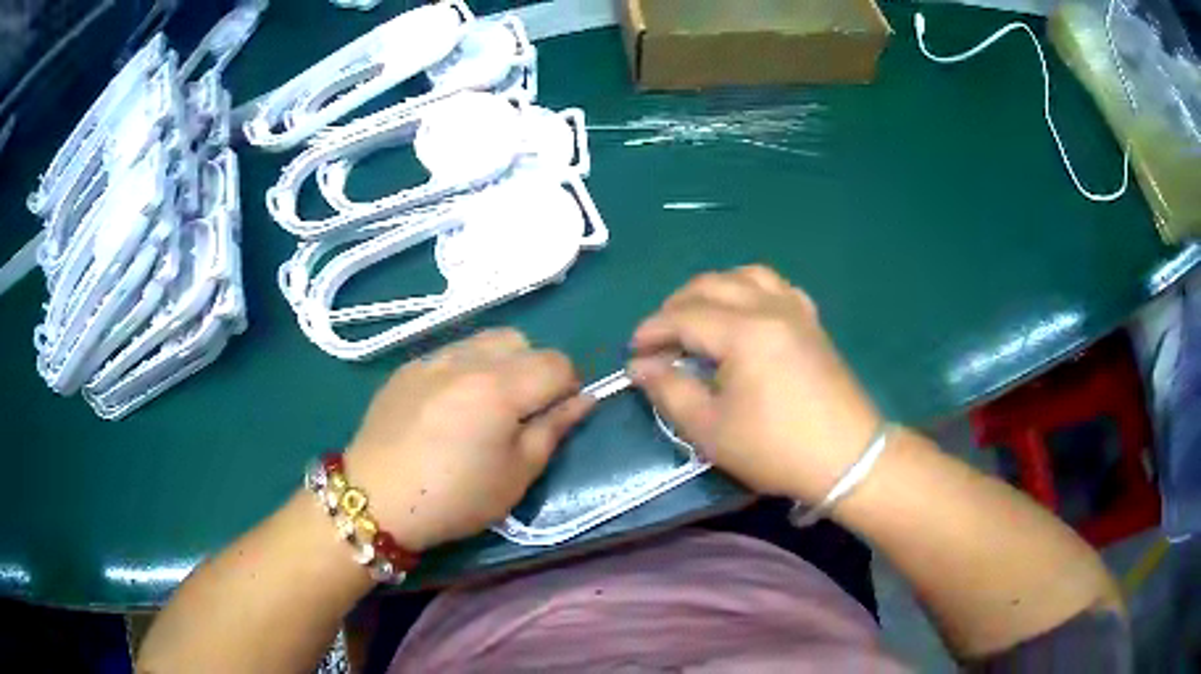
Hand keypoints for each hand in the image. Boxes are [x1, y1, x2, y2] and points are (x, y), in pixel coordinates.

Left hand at [344, 329, 591, 550]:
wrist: (376, 499)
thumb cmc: (455, 497)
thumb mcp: (517, 475)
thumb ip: (553, 430)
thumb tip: (583, 399)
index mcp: (499, 388)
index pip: (557, 362)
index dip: (569, 386)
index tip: (558, 415)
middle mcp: (467, 359)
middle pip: (522, 342)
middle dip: (535, 369)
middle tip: (522, 412)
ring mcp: (432, 359)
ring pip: (485, 341)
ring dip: (500, 364)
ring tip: (485, 405)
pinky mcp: (407, 368)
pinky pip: (450, 353)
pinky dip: (465, 370)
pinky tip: (449, 407)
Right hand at [628, 266, 880, 502]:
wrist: (847, 457)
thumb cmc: (775, 448)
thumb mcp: (711, 430)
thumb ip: (670, 391)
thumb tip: (641, 367)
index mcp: (743, 332)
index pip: (684, 316)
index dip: (652, 332)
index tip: (633, 355)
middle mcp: (769, 307)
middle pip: (711, 285)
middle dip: (675, 306)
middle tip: (659, 339)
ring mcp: (795, 310)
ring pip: (745, 275)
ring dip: (712, 290)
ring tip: (697, 317)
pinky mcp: (812, 321)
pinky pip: (777, 286)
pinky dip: (750, 289)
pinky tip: (744, 311)